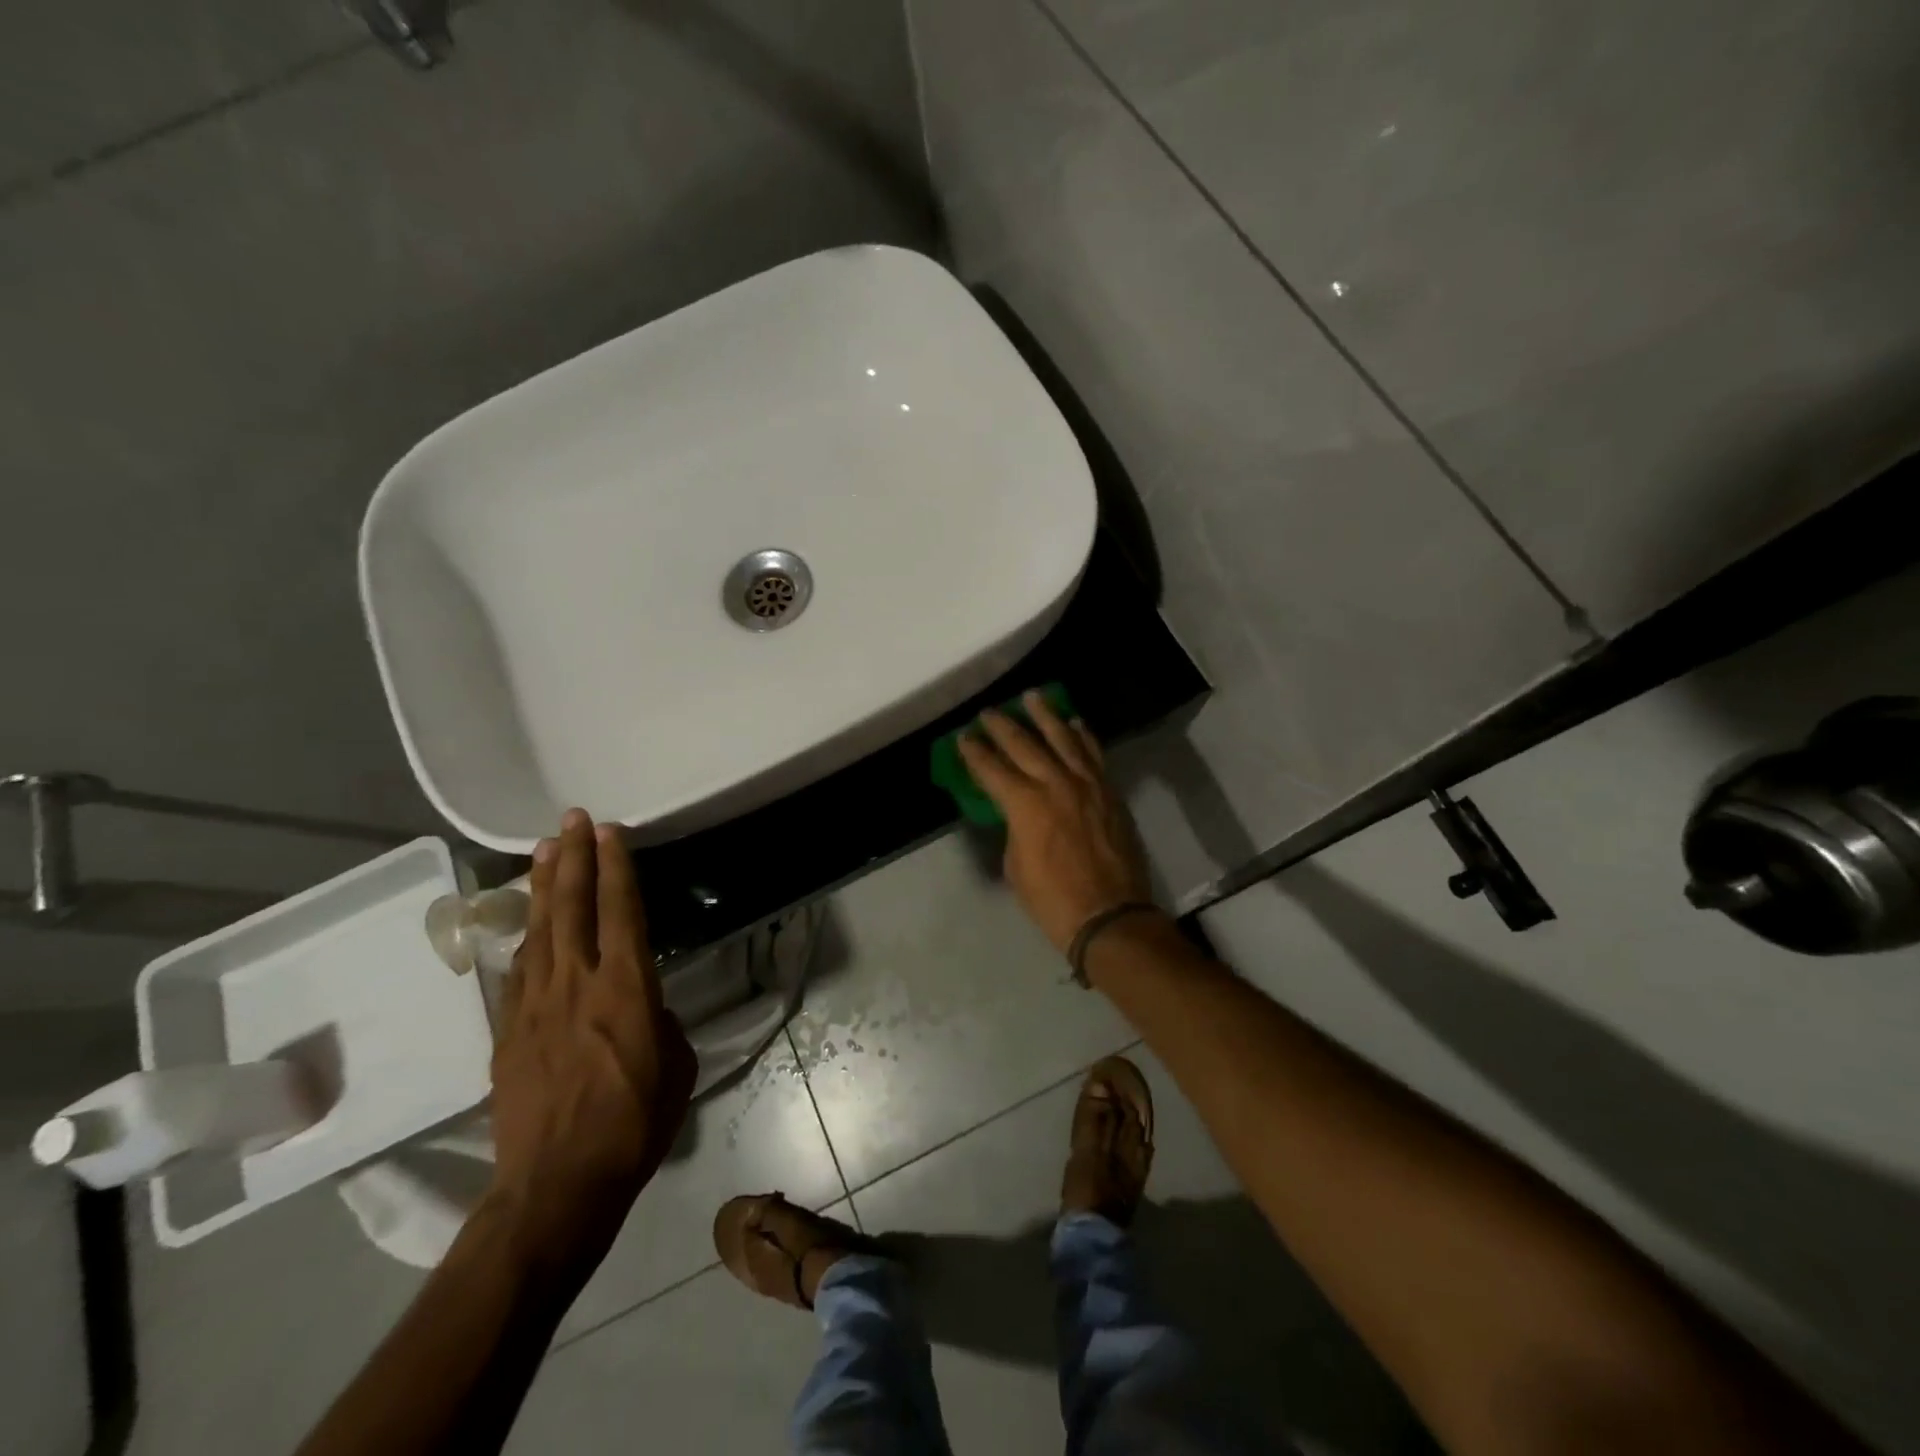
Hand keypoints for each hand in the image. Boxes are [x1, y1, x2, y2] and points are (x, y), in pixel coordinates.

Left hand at [488, 810, 695, 1274]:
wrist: (556, 1185)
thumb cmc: (634, 1125)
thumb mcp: (676, 1068)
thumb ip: (661, 1023)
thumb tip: (645, 1008)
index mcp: (626, 989)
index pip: (621, 911)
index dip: (616, 867)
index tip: (610, 832)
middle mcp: (577, 984)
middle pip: (572, 907)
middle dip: (574, 858)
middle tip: (572, 820)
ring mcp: (535, 1005)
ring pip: (538, 930)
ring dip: (543, 886)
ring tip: (543, 850)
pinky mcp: (508, 1032)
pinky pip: (518, 971)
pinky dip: (525, 938)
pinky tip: (527, 924)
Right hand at [958, 692, 1155, 953]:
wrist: (1109, 915)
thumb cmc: (1052, 899)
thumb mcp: (1015, 865)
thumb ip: (1013, 827)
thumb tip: (1016, 810)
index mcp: (1025, 804)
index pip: (992, 769)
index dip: (974, 752)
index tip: (963, 737)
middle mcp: (1055, 783)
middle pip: (1024, 744)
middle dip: (1002, 726)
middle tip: (989, 711)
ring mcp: (1087, 784)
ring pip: (1064, 738)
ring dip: (1046, 715)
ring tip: (1033, 696)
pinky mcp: (1109, 791)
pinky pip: (1094, 754)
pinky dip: (1083, 735)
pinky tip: (1075, 723)